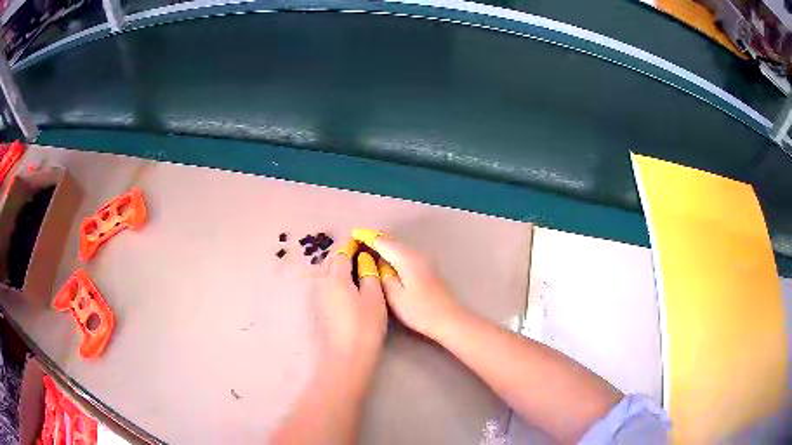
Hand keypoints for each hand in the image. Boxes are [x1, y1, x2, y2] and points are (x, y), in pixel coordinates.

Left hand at [316, 240, 387, 369]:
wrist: (348, 355)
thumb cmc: (364, 325)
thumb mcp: (374, 297)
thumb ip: (369, 274)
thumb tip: (364, 260)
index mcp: (336, 277)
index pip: (341, 252)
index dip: (351, 243)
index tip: (362, 239)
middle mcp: (324, 283)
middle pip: (331, 260)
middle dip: (344, 251)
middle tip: (362, 250)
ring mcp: (321, 297)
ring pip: (329, 272)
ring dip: (340, 264)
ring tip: (359, 264)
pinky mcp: (323, 308)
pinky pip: (329, 283)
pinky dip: (339, 277)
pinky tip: (352, 283)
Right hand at [352, 230, 461, 339]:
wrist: (449, 318)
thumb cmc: (420, 310)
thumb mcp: (395, 296)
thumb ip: (383, 275)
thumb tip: (377, 261)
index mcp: (406, 258)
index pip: (382, 241)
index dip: (367, 237)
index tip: (353, 234)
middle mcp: (416, 253)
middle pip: (392, 240)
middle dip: (375, 238)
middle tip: (358, 240)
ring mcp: (424, 259)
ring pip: (399, 246)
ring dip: (385, 245)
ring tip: (368, 248)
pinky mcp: (427, 267)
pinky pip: (405, 253)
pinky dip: (393, 252)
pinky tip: (387, 260)